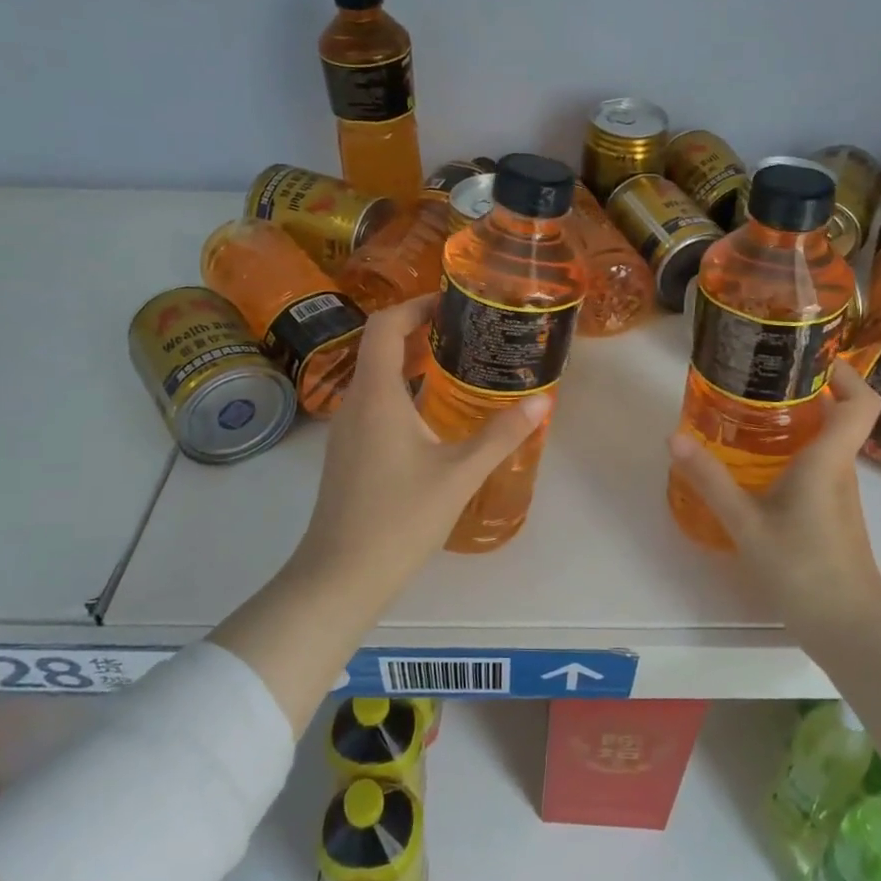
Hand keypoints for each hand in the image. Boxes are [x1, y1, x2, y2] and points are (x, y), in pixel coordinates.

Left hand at [294, 294, 550, 590]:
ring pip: (376, 377)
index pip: (385, 325)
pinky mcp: (347, 453)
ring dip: (411, 363)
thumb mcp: (458, 475)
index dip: (415, 305)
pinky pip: (374, 403)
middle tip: (466, 332)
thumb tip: (541, 402)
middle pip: (379, 346)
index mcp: (377, 395)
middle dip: (420, 331)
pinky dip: (402, 392)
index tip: (452, 304)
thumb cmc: (399, 519)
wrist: (340, 575)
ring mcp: (346, 430)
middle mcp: (355, 403)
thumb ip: (500, 435)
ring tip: (457, 366)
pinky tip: (434, 416)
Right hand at [667, 362, 880, 633]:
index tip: (807, 357)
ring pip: (827, 443)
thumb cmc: (804, 570)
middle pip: (840, 415)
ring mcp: (840, 495)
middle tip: (758, 380)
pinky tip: (756, 467)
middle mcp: (841, 470)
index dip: (845, 372)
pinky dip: (793, 455)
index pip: (862, 402)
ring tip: (748, 416)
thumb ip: (711, 480)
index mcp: (829, 460)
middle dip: (805, 391)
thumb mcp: (747, 524)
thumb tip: (674, 437)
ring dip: (797, 423)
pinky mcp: (833, 516)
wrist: (851, 632)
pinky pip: (817, 468)